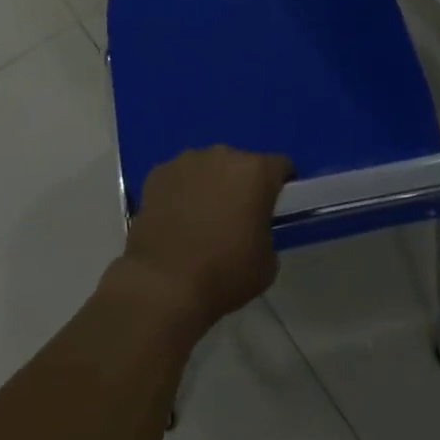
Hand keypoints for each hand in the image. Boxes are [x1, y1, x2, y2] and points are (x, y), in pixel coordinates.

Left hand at [116, 147, 293, 337]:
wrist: (164, 284)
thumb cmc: (224, 274)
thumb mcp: (267, 262)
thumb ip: (266, 231)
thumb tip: (254, 226)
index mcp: (256, 172)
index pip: (280, 166)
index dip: (280, 184)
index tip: (273, 207)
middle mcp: (222, 154)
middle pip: (240, 163)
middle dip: (241, 184)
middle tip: (234, 217)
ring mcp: (186, 160)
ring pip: (208, 167)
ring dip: (210, 184)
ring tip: (200, 218)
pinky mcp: (158, 172)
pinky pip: (179, 177)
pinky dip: (181, 191)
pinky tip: (175, 219)